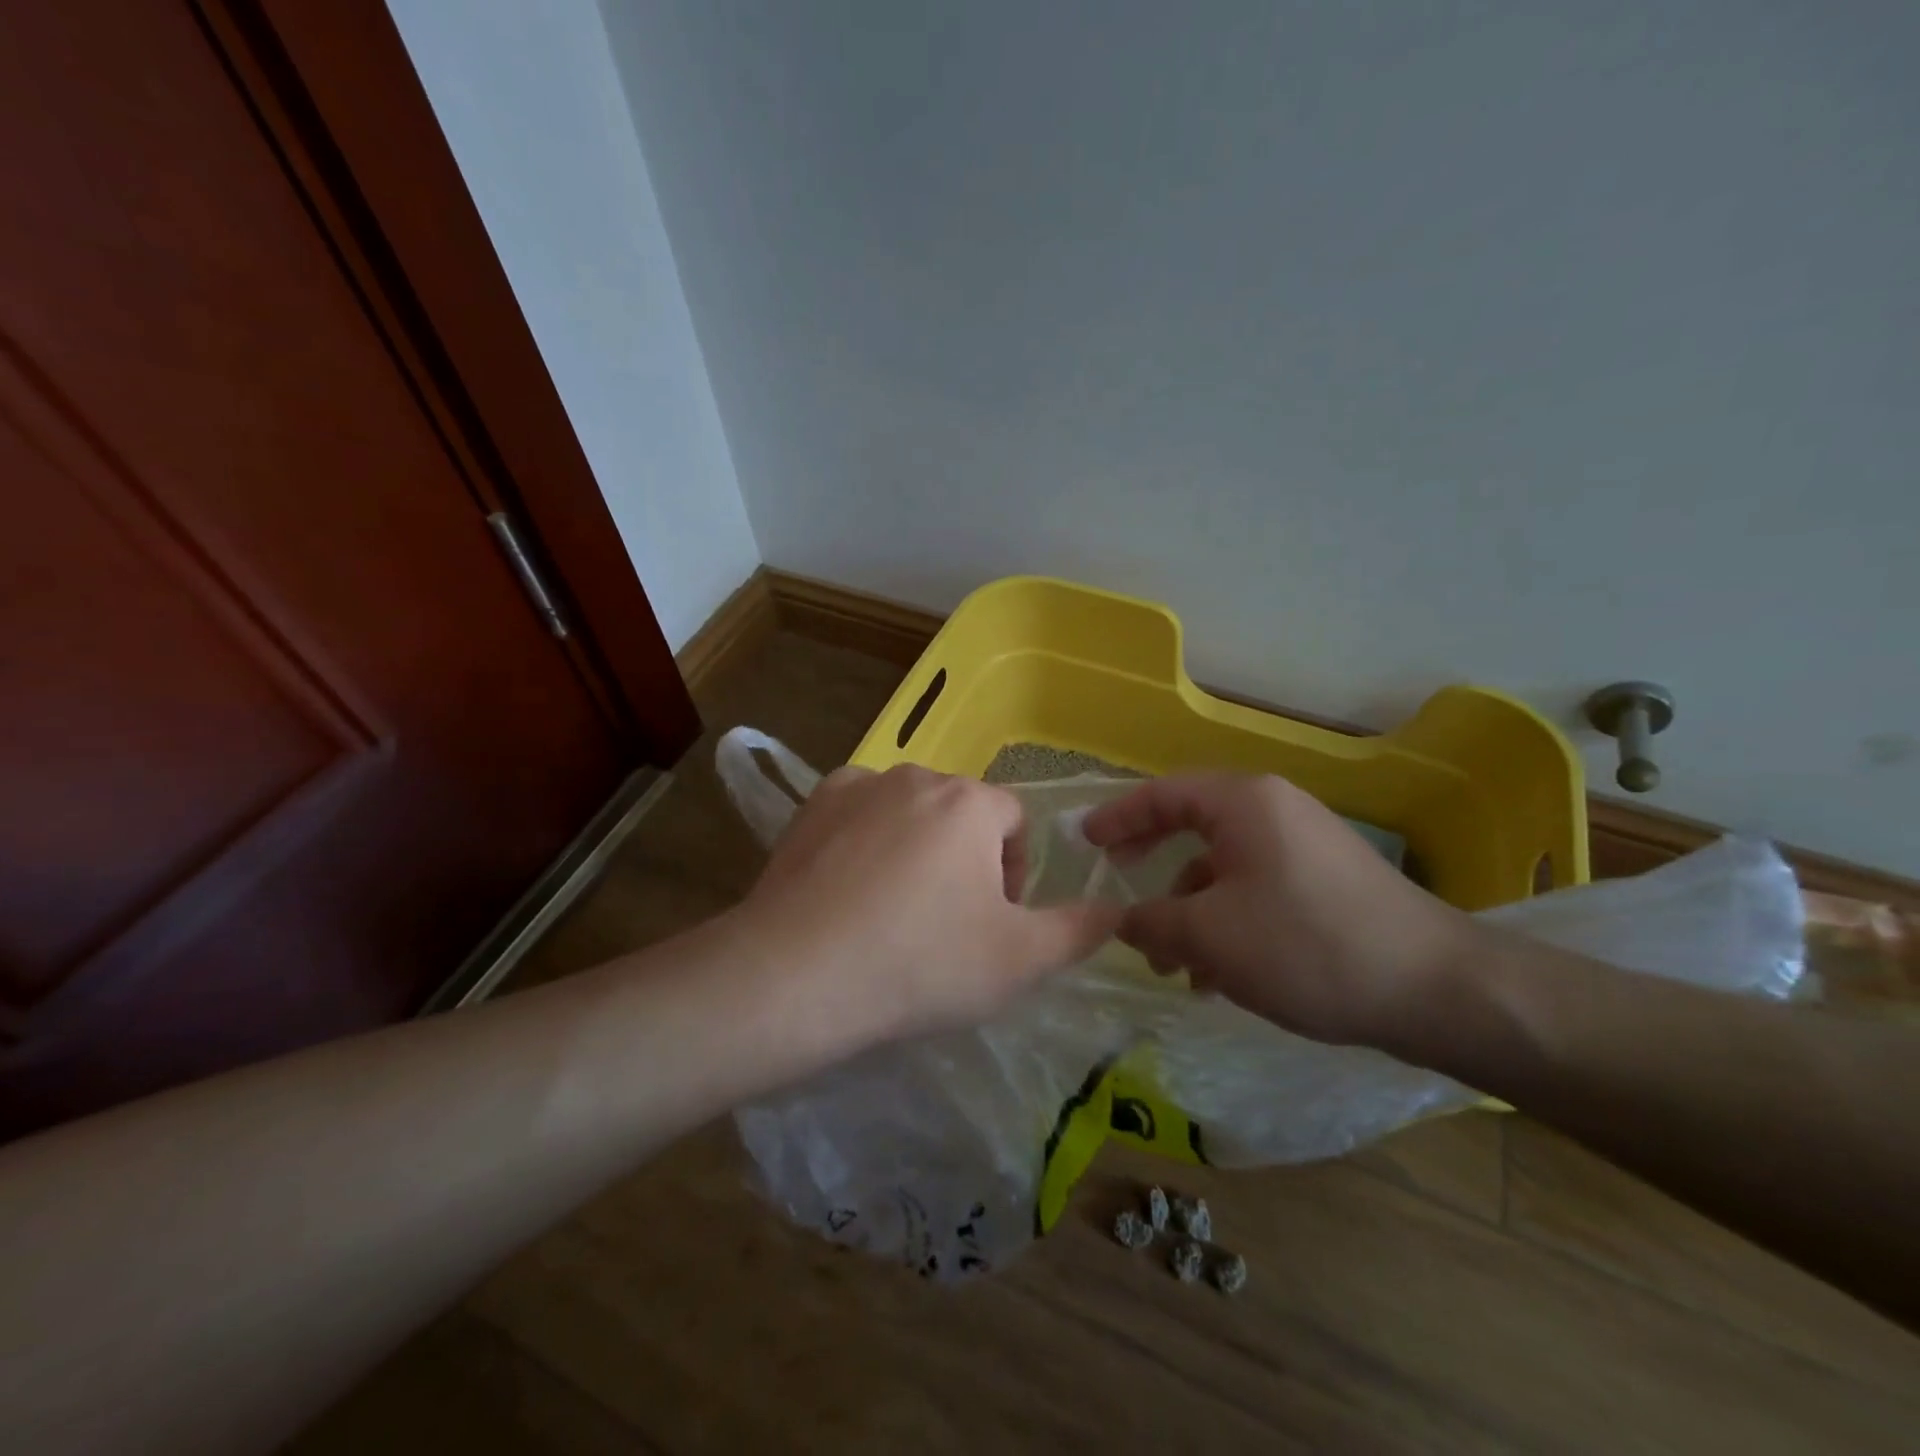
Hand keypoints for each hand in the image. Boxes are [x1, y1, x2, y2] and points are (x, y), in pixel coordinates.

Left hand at [737, 765, 1119, 1044]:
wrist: (797, 976)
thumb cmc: (922, 963)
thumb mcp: (1020, 960)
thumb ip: (1079, 930)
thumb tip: (1115, 908)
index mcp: (970, 803)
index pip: (1015, 822)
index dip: (1015, 872)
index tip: (994, 922)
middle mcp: (915, 776)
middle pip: (961, 814)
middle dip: (966, 860)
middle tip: (947, 923)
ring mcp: (856, 786)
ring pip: (908, 811)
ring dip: (916, 847)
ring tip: (895, 909)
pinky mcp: (810, 807)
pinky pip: (858, 815)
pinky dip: (865, 842)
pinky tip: (850, 889)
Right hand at [1081, 774, 1479, 1046]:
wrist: (1436, 989)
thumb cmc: (1307, 945)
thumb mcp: (1211, 936)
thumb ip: (1151, 922)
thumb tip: (1121, 919)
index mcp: (1244, 803)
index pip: (1162, 794)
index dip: (1117, 816)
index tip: (1084, 841)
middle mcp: (1274, 811)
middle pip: (1192, 825)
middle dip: (1151, 862)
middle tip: (1118, 883)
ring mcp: (1304, 846)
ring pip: (1224, 867)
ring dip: (1189, 908)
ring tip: (1171, 964)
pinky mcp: (1325, 883)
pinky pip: (1256, 889)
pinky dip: (1226, 921)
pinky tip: (1218, 976)